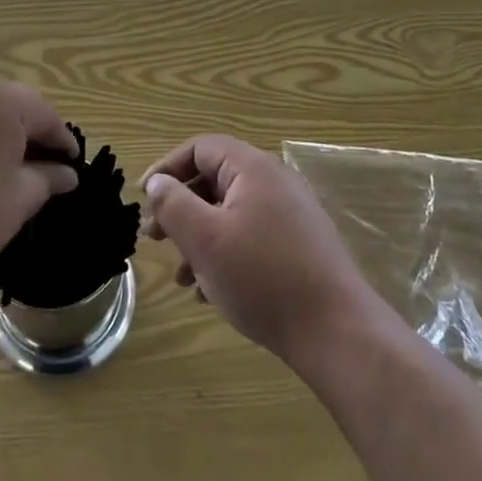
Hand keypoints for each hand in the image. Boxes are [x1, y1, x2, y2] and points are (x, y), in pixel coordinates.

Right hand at [142, 134, 383, 368]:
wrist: (337, 332)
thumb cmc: (262, 277)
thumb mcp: (205, 240)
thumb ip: (173, 204)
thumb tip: (158, 182)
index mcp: (252, 169)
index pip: (200, 148)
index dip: (167, 168)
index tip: (143, 199)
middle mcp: (274, 182)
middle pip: (214, 180)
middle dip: (180, 208)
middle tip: (155, 238)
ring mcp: (291, 215)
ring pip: (230, 213)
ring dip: (199, 238)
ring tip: (180, 276)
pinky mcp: (300, 246)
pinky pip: (251, 237)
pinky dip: (225, 254)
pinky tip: (210, 292)